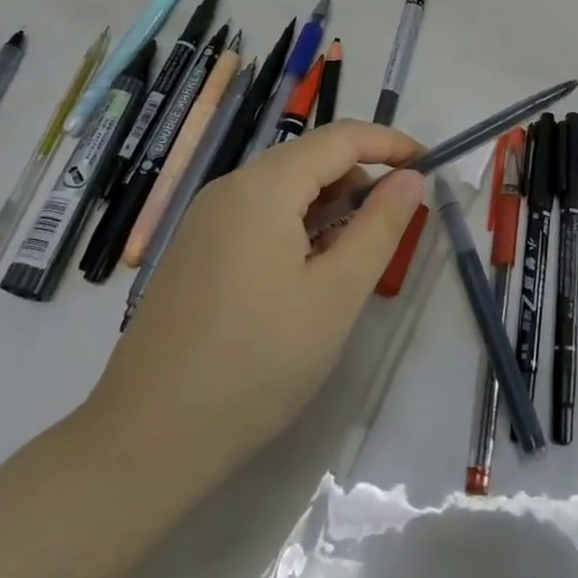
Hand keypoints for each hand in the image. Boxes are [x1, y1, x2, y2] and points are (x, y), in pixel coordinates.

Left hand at [81, 122, 424, 504]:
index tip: (431, 166)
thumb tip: (411, 178)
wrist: (146, 440)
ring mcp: (207, 219)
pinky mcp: (196, 250)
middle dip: (362, 177)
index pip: (342, 137)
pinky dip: (299, 225)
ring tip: (357, 254)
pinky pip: (260, 215)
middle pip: (311, 158)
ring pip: (285, 188)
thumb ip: (379, 227)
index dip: (391, 144)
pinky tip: (311, 272)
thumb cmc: (257, 363)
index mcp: (264, 186)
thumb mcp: (336, 295)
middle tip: (399, 221)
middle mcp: (230, 188)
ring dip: (331, 205)